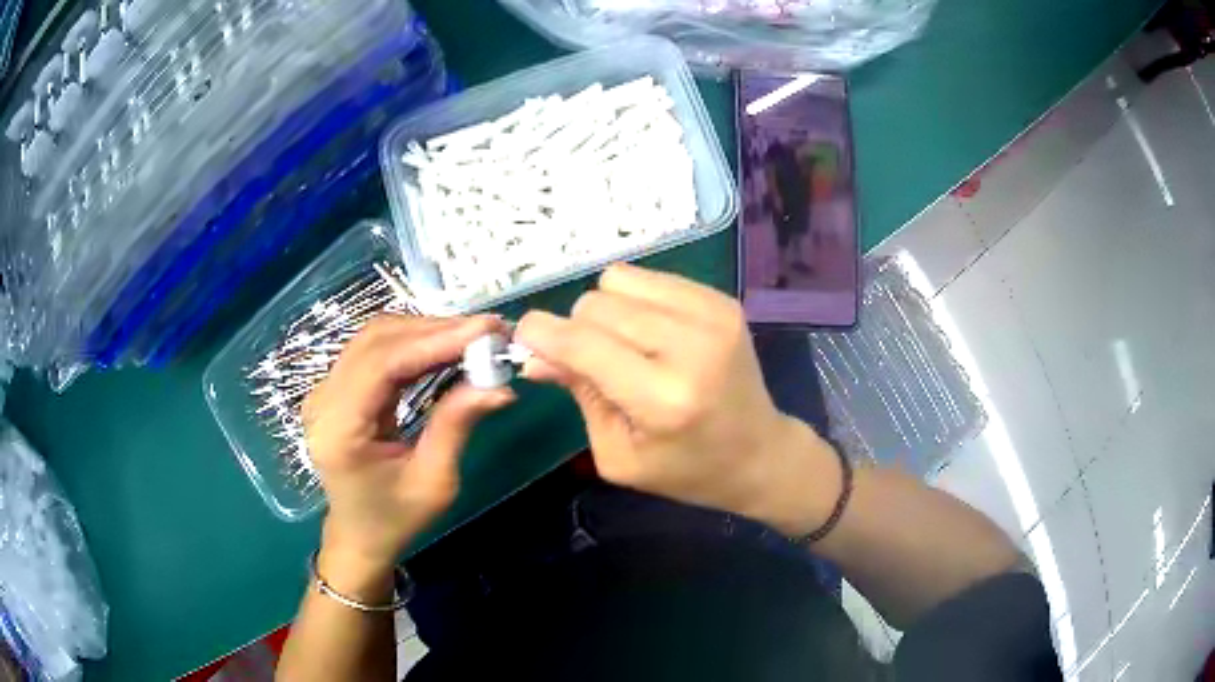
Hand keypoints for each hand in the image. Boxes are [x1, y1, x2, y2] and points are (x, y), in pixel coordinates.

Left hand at [302, 315, 514, 582]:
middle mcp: (323, 399)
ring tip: (472, 337)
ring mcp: (325, 389)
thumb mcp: (434, 481)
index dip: (434, 340)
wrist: (359, 535)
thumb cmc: (395, 518)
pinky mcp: (336, 386)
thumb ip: (457, 425)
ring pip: (376, 338)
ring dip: (426, 331)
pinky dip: (413, 343)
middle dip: (435, 330)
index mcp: (339, 429)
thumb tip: (499, 385)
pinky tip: (444, 346)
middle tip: (487, 331)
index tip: (485, 331)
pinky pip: (375, 350)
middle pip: (377, 341)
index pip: (383, 363)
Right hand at [515, 264, 840, 535]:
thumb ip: (578, 395)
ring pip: (619, 280)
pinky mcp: (721, 300)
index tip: (525, 339)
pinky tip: (653, 334)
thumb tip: (533, 353)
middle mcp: (691, 346)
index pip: (583, 344)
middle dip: (578, 330)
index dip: (542, 334)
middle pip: (597, 304)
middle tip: (595, 364)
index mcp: (663, 399)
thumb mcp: (618, 454)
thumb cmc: (685, 468)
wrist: (759, 454)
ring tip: (628, 347)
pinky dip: (636, 301)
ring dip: (607, 312)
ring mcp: (712, 315)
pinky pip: (649, 277)